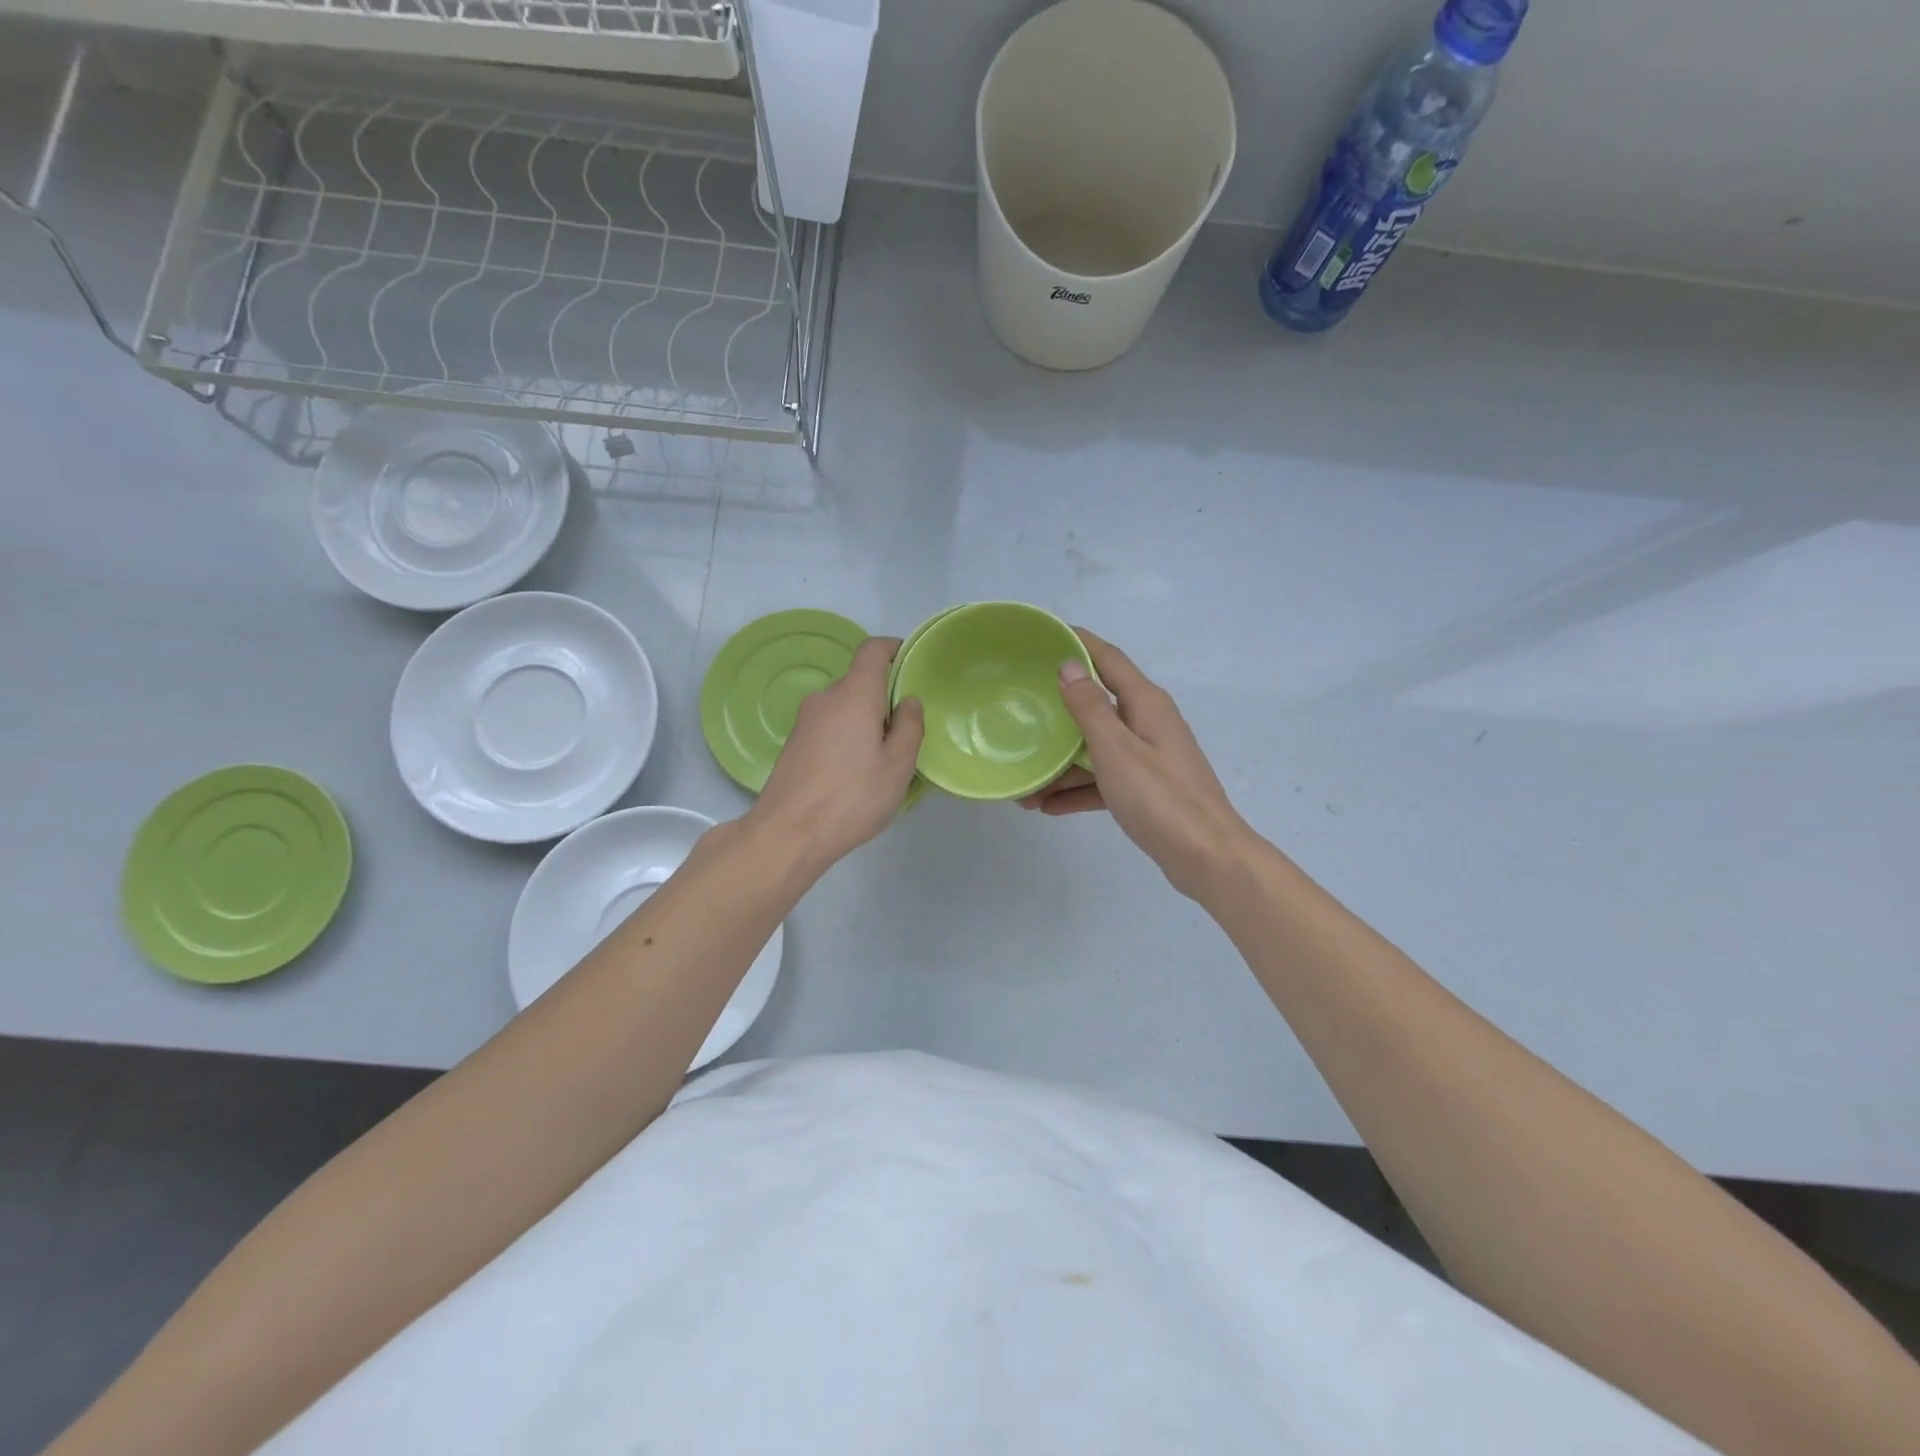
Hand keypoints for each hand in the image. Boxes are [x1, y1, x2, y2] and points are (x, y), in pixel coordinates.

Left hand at [747, 636, 924, 873]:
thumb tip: (909, 702)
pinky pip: (828, 727)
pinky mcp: (794, 744)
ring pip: (844, 708)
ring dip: (864, 721)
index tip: (911, 665)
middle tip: (905, 733)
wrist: (788, 833)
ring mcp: (804, 722)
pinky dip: (846, 737)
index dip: (894, 649)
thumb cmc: (852, 796)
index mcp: (854, 694)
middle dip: (884, 698)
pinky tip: (854, 774)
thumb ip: (910, 727)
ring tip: (881, 760)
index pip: (873, 650)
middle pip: (859, 682)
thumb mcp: (898, 765)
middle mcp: (825, 698)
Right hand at [1023, 630, 1252, 900]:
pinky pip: (1105, 780)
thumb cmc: (1160, 798)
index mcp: (1145, 704)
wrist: (1206, 857)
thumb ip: (1090, 707)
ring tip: (1025, 785)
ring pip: (1096, 749)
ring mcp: (1148, 757)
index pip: (1108, 659)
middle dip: (1059, 712)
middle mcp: (1148, 723)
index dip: (1079, 643)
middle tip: (1021, 709)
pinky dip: (1079, 790)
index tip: (1044, 635)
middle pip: (1097, 706)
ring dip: (1062, 764)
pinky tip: (1048, 807)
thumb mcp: (1116, 749)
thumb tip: (1069, 665)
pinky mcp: (1146, 789)